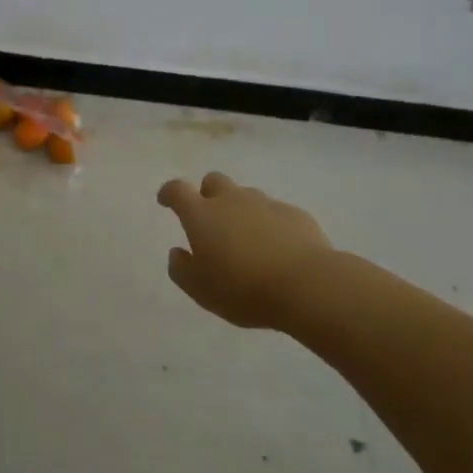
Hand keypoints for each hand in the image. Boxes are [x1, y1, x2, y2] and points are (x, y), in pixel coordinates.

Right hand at [157, 172, 335, 330]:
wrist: (307, 285)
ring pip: (245, 195)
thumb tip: (177, 252)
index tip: (165, 201)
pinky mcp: (294, 214)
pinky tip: (276, 248)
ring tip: (245, 239)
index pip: (177, 190)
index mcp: (202, 215)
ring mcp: (265, 204)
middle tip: (210, 220)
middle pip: (213, 181)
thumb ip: (181, 269)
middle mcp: (232, 200)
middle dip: (207, 194)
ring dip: (239, 209)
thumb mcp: (201, 290)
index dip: (169, 193)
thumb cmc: (243, 289)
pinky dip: (268, 223)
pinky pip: (274, 211)